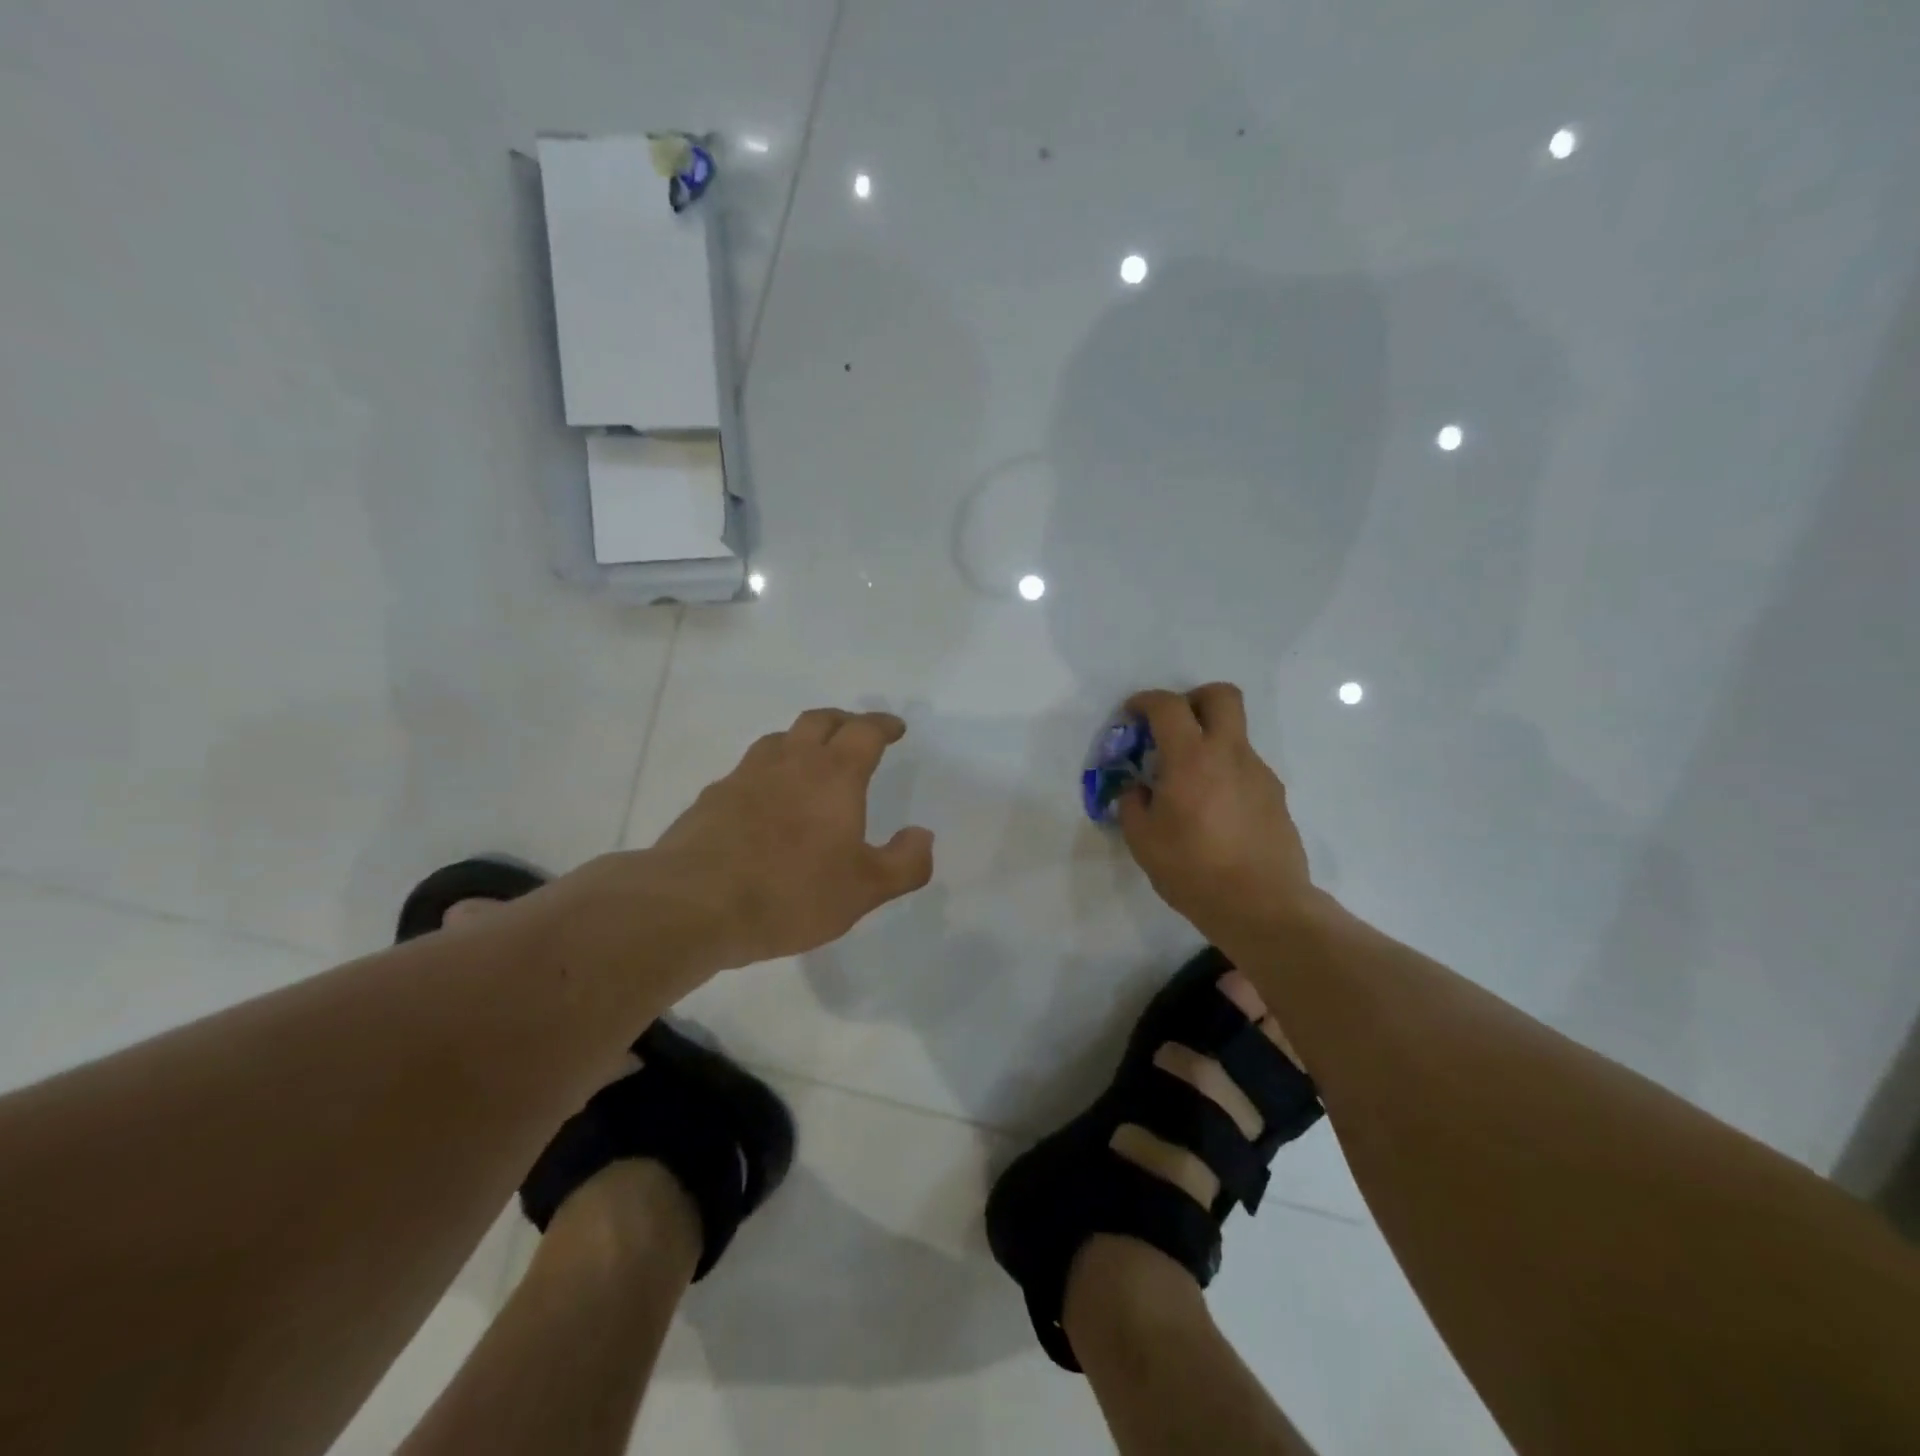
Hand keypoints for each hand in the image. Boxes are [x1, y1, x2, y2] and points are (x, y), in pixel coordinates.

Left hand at [647, 708, 934, 968]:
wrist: (694, 904)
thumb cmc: (791, 893)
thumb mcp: (864, 890)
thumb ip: (904, 862)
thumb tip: (923, 835)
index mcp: (833, 775)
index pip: (864, 732)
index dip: (883, 725)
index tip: (895, 728)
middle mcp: (790, 763)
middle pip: (819, 720)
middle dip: (843, 720)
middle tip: (856, 731)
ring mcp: (745, 777)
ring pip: (779, 739)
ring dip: (802, 740)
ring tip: (811, 758)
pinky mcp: (712, 798)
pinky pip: (748, 770)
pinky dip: (768, 771)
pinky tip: (765, 798)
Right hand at [1118, 684, 1316, 945]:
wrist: (1262, 906)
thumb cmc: (1193, 870)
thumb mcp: (1143, 840)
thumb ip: (1133, 803)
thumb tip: (1138, 789)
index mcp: (1191, 758)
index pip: (1168, 706)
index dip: (1146, 701)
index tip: (1132, 715)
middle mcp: (1230, 754)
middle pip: (1221, 696)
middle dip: (1193, 699)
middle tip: (1173, 727)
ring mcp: (1259, 773)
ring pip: (1235, 734)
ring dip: (1210, 742)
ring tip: (1189, 784)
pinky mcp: (1276, 796)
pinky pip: (1245, 768)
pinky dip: (1225, 773)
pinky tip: (1214, 811)